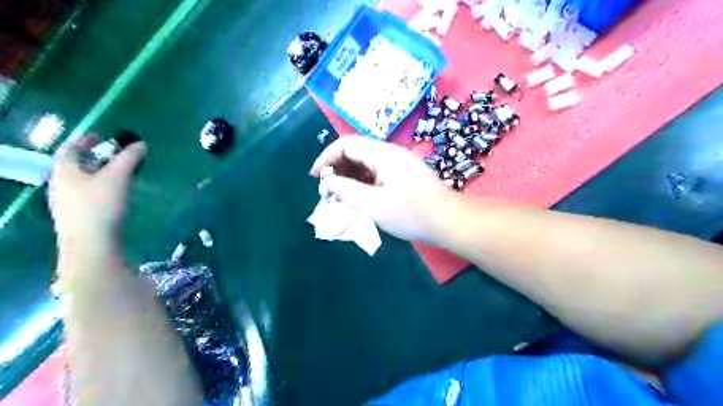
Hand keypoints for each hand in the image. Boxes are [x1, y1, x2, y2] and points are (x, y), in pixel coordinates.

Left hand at [47, 136, 144, 250]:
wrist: (91, 244)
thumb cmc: (101, 205)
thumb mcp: (118, 177)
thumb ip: (129, 159)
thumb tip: (141, 144)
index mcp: (64, 171)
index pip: (69, 149)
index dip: (84, 140)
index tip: (100, 137)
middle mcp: (60, 185)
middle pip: (75, 165)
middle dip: (95, 158)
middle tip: (115, 157)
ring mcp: (66, 203)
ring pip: (81, 182)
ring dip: (98, 174)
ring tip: (119, 175)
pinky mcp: (77, 217)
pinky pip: (87, 195)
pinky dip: (100, 188)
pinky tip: (115, 195)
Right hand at [309, 136, 449, 243]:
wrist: (449, 221)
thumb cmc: (412, 213)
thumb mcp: (374, 205)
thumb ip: (347, 191)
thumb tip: (326, 183)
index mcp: (383, 154)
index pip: (346, 144)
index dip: (327, 158)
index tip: (315, 177)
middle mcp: (390, 153)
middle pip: (356, 151)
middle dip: (337, 168)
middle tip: (327, 190)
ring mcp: (398, 163)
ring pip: (366, 163)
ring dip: (349, 176)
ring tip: (339, 196)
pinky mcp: (403, 175)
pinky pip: (376, 172)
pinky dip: (363, 182)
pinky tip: (359, 197)